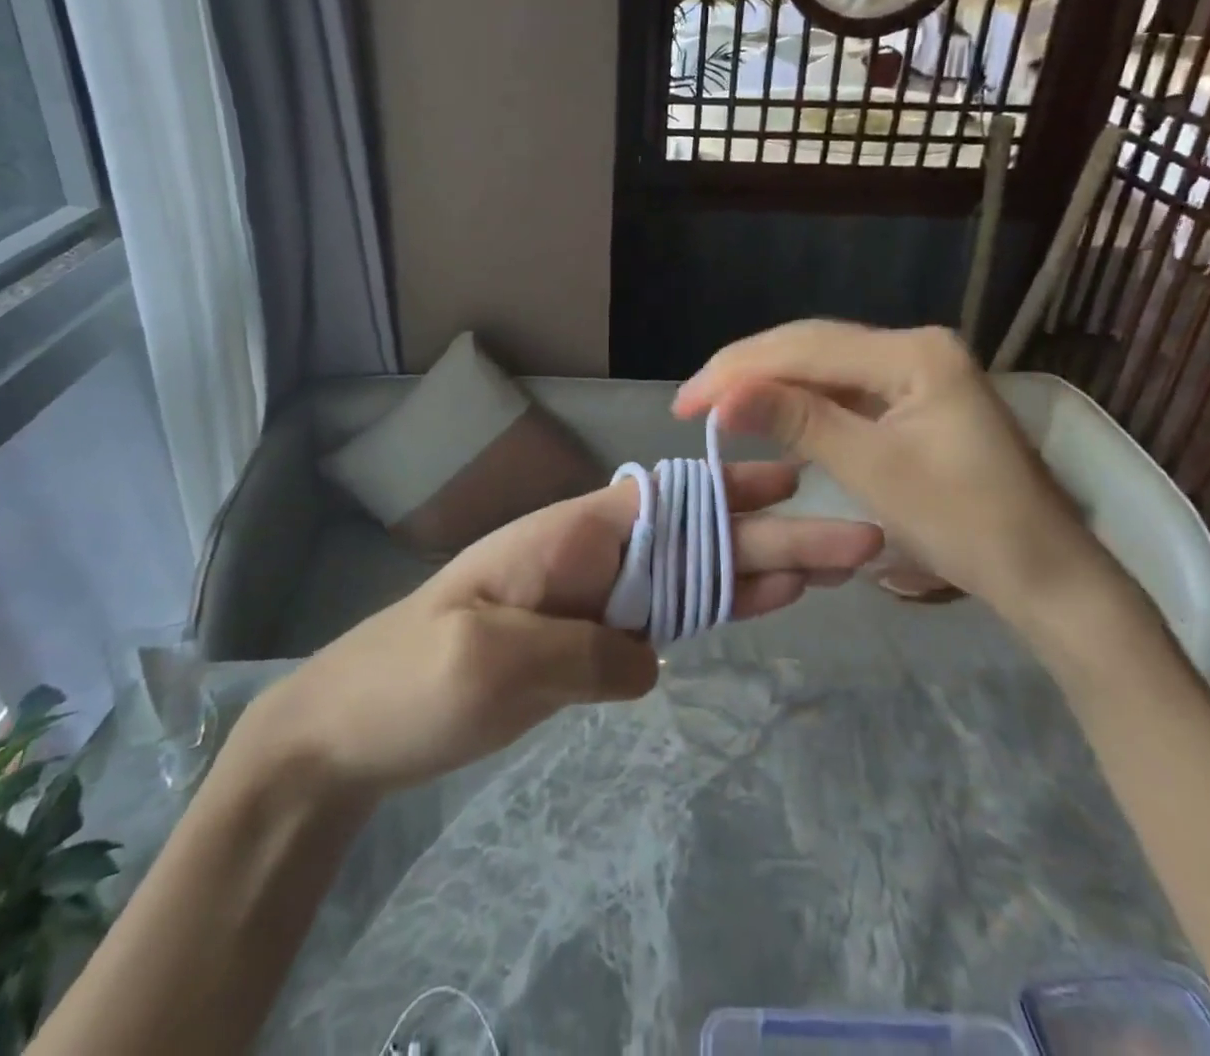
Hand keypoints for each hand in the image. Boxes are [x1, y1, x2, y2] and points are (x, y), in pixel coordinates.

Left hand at [241, 466, 881, 797]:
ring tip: (831, 568)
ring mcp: (590, 597)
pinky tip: (762, 605)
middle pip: (694, 539)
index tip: (799, 481)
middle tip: (858, 542)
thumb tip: (648, 655)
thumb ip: (583, 652)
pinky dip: (718, 608)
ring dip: (760, 568)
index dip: (733, 492)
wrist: (351, 727)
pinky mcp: (586, 640)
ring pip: (690, 574)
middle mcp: (588, 555)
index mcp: (567, 536)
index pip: (666, 504)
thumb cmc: (409, 681)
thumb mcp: (490, 664)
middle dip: (774, 536)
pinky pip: (666, 617)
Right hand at [673, 321, 1126, 627]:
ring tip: (717, 405)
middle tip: (690, 403)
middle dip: (746, 372)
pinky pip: (842, 389)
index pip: (804, 347)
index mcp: (913, 352)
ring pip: (822, 365)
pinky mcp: (913, 398)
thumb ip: (796, 420)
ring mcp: (916, 371)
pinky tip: (768, 414)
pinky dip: (799, 403)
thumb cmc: (965, 525)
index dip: (737, 371)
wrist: (1046, 576)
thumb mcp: (872, 469)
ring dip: (768, 384)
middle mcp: (914, 346)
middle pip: (811, 346)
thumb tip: (722, 398)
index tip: (684, 403)